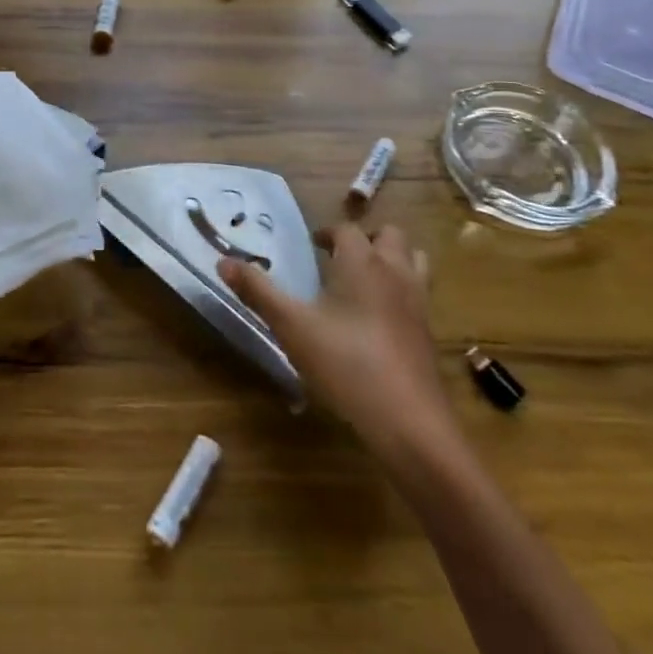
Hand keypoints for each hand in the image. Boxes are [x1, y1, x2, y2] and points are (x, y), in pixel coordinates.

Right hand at [218, 223, 454, 455]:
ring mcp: (418, 302)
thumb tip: (223, 261)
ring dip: (392, 260)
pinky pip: (419, 294)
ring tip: (365, 280)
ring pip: (414, 260)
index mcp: (361, 262)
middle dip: (366, 239)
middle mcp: (394, 272)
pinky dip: (402, 292)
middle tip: (340, 258)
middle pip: (389, 235)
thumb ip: (258, 291)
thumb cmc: (346, 364)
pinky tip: (380, 320)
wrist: (410, 423)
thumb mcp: (292, 326)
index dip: (327, 234)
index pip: (346, 230)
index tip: (312, 246)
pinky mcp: (429, 333)